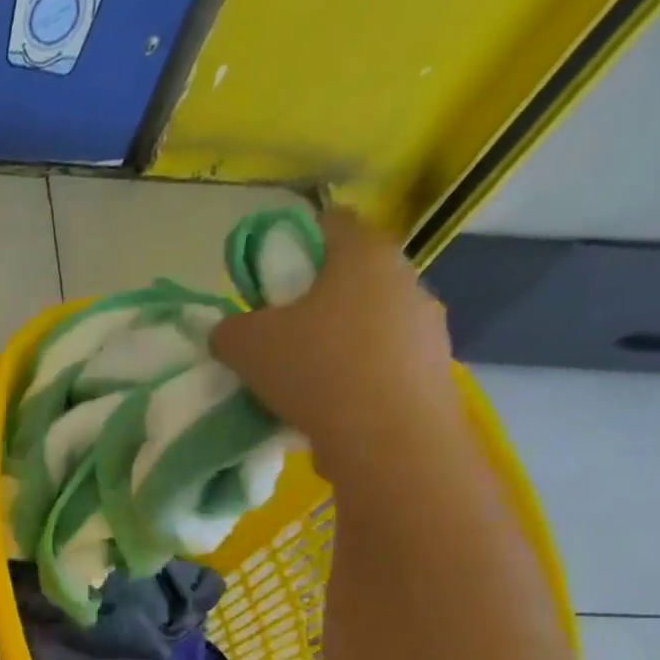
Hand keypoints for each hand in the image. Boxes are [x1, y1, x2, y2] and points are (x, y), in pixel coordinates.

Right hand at [210, 209, 462, 483]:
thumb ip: (228, 330)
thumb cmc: (316, 369)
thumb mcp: (244, 345)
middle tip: (275, 337)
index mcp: (363, 254)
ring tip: (299, 382)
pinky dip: (354, 378)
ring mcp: (425, 324)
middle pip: (348, 278)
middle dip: (312, 303)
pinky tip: (328, 407)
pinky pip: (381, 363)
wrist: (387, 436)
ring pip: (367, 323)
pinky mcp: (431, 368)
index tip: (265, 279)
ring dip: (335, 343)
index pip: (329, 224)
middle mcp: (405, 277)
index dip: (293, 243)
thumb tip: (230, 332)